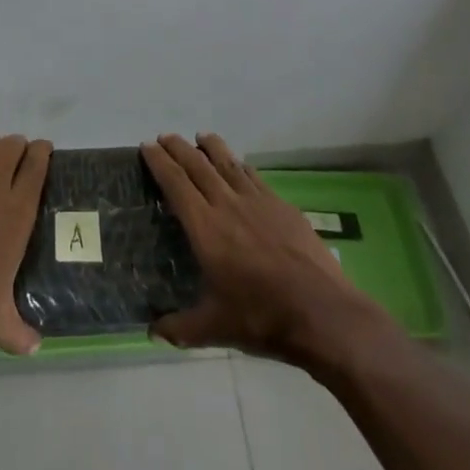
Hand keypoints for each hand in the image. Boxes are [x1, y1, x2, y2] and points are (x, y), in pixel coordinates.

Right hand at [142, 133, 404, 367]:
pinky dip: (240, 165)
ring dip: (210, 147)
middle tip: (164, 137)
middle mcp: (227, 205)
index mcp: (205, 228)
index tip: (147, 147)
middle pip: (198, 165)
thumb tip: (151, 332)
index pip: (175, 184)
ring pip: (228, 164)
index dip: (159, 163)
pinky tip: (238, 164)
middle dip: (178, 148)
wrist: (322, 313)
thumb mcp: (214, 328)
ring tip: (200, 137)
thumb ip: (180, 328)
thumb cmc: (262, 318)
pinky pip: (254, 176)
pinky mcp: (282, 206)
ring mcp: (258, 202)